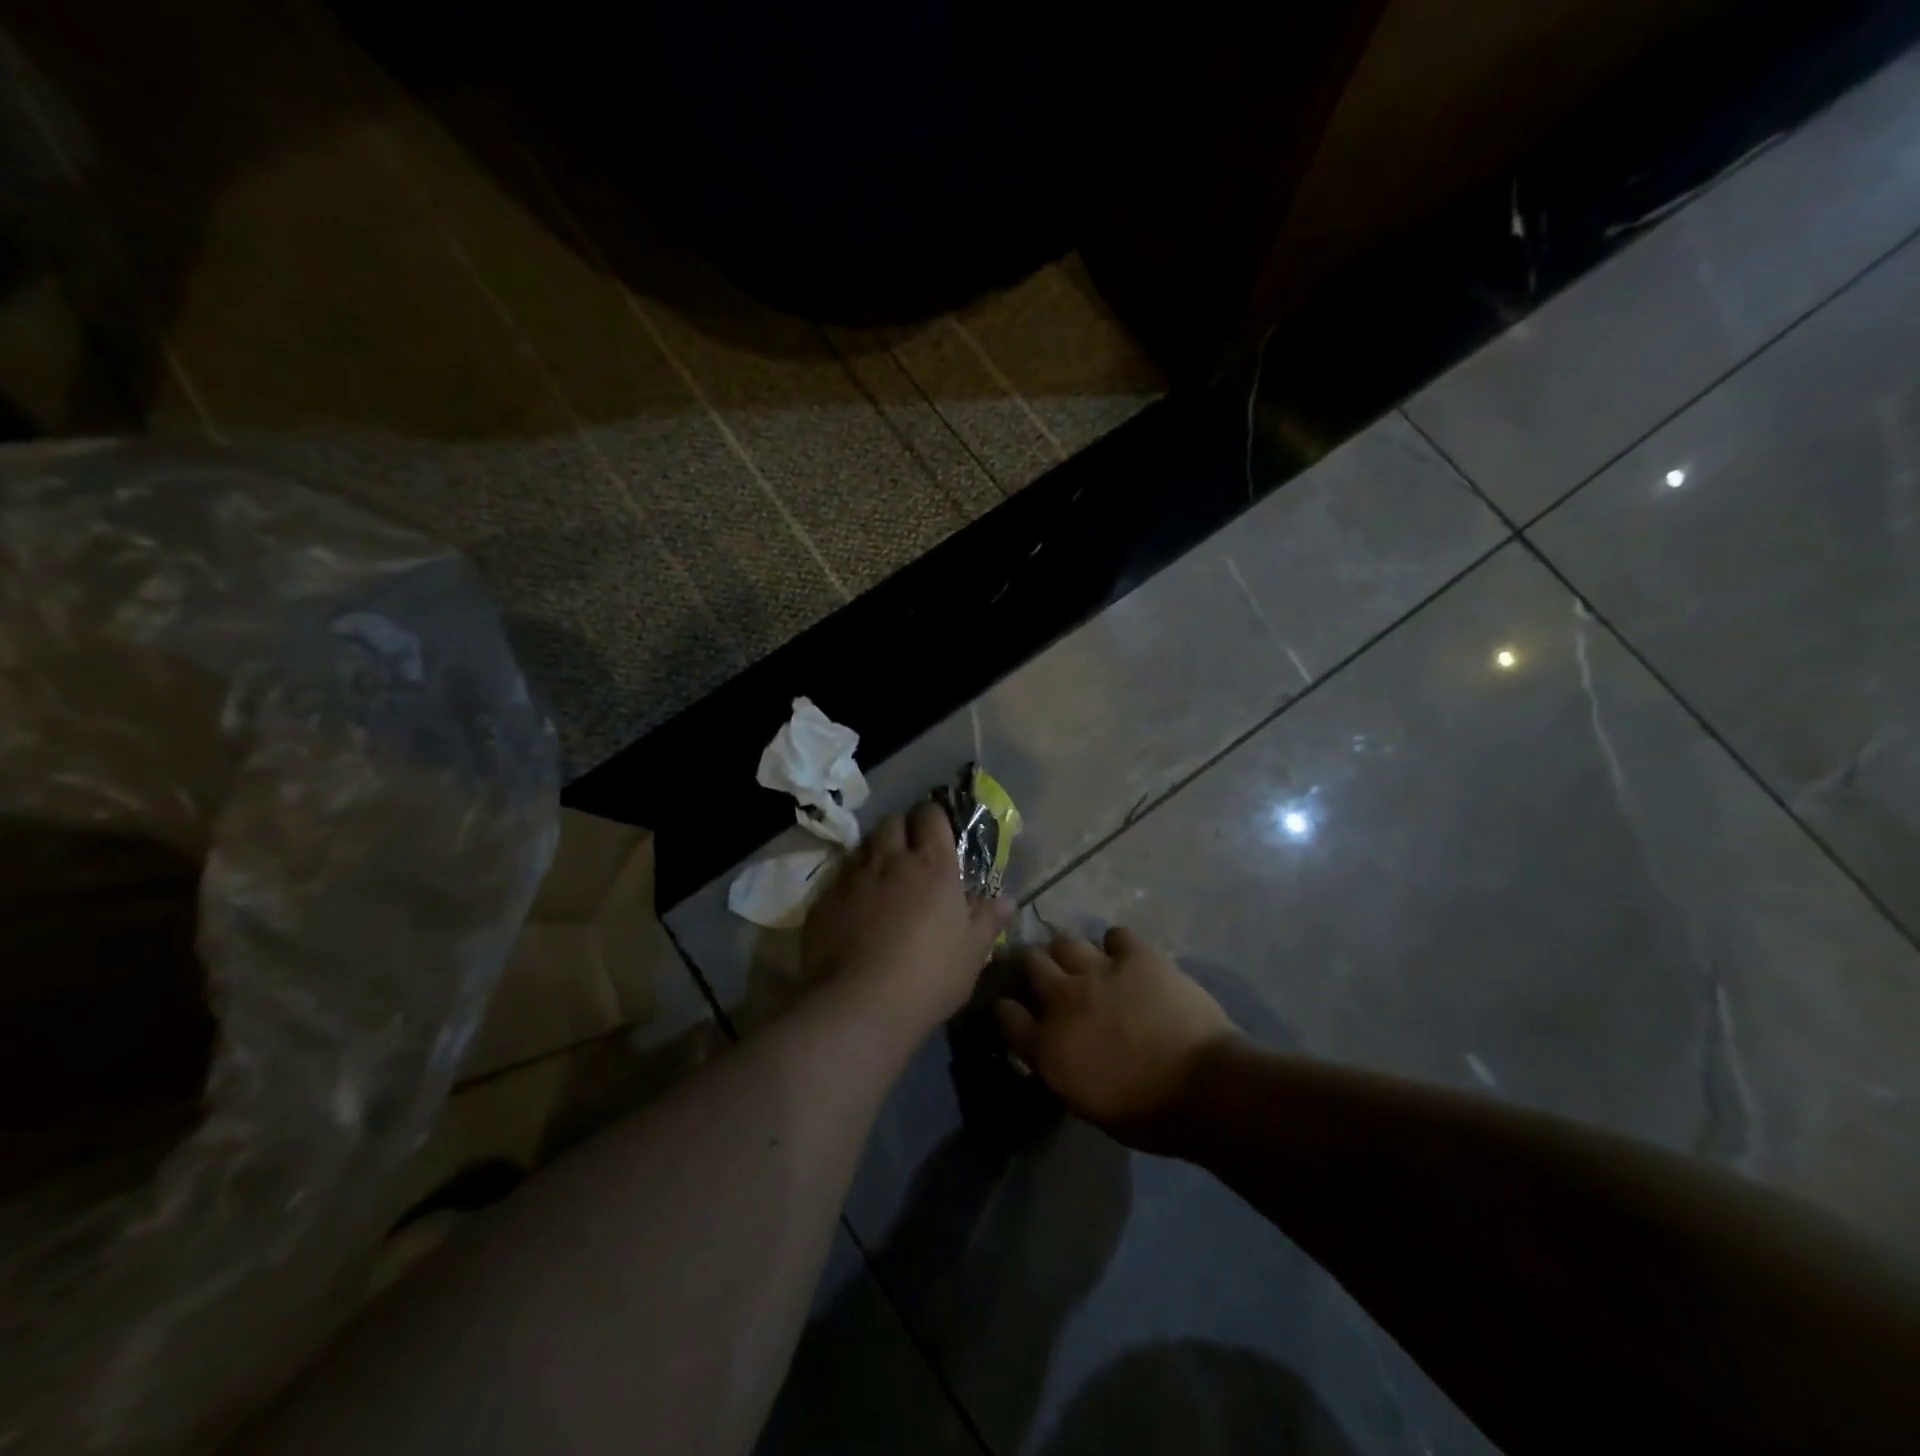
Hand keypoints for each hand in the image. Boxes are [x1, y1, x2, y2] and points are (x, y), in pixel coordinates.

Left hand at [802, 801, 1013, 1036]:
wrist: (859, 1004)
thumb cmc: (929, 976)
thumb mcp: (972, 953)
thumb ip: (988, 920)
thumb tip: (1006, 900)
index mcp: (933, 866)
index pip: (931, 816)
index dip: (934, 818)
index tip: (937, 832)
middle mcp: (891, 860)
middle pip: (892, 822)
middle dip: (902, 829)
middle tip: (909, 854)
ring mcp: (853, 877)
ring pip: (863, 845)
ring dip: (874, 852)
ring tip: (882, 877)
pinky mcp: (824, 899)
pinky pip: (839, 876)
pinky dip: (850, 882)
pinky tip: (854, 907)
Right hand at [995, 927, 1240, 1153]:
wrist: (1205, 1087)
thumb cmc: (1148, 1113)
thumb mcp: (1086, 1102)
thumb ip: (1060, 1066)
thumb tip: (1053, 1049)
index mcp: (1047, 1046)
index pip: (1005, 1014)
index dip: (1005, 1008)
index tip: (1012, 1008)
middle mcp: (1063, 999)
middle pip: (1028, 962)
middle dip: (1031, 965)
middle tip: (1044, 974)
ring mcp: (1098, 971)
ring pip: (1064, 940)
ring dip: (1068, 951)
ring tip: (1082, 962)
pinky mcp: (1135, 955)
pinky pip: (1114, 934)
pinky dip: (1117, 945)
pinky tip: (1125, 957)